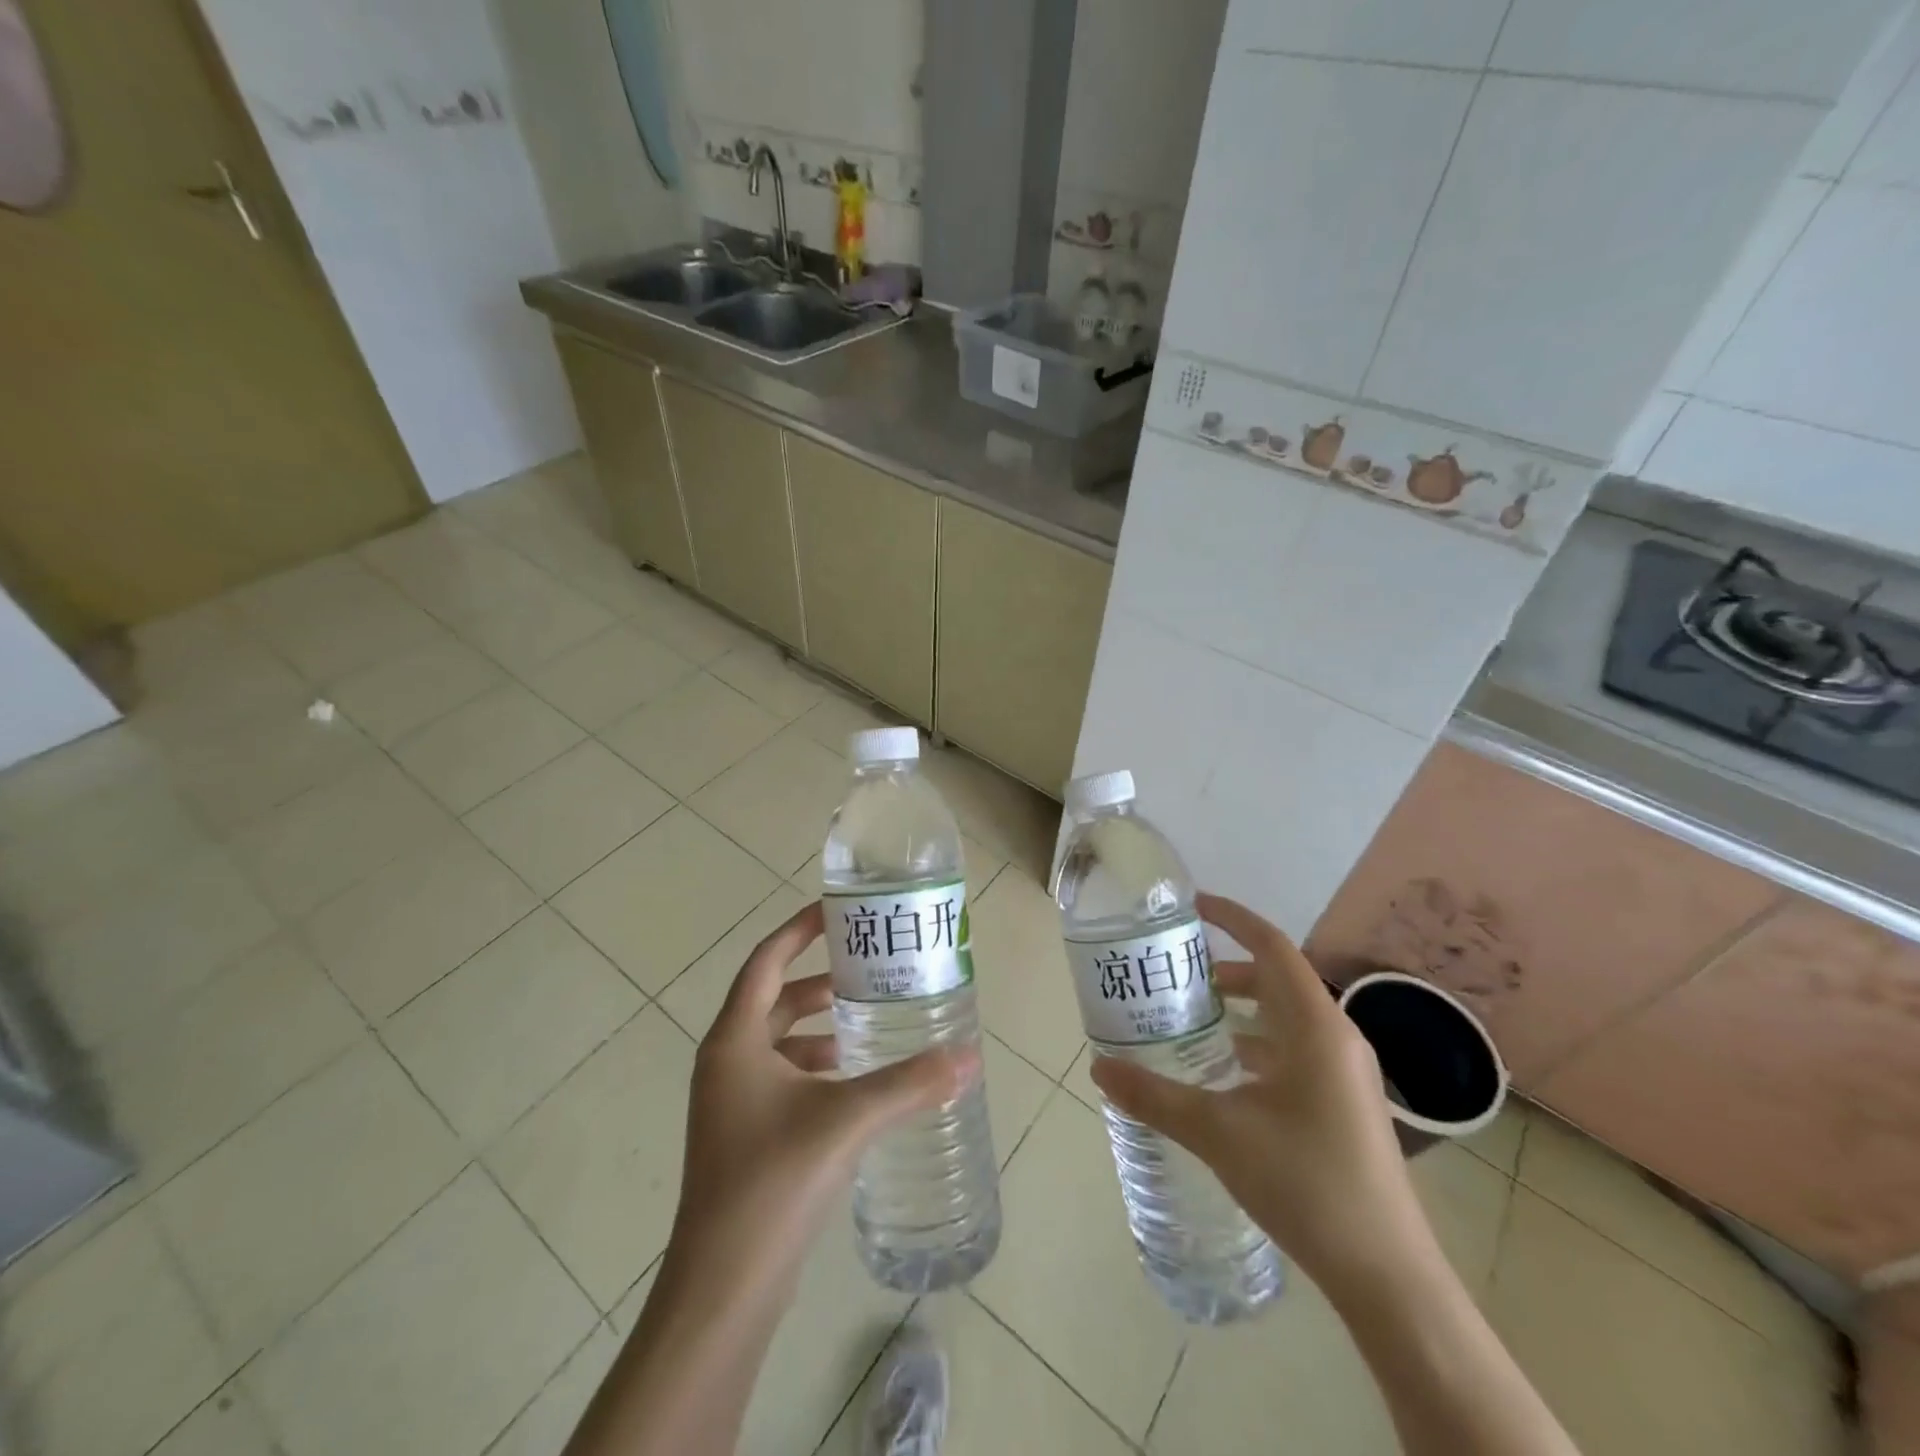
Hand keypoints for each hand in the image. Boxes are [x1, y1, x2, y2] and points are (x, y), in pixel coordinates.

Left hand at [669, 900, 979, 1299]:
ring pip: (778, 1043)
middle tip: (869, 972)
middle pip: (774, 1000)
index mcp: (734, 1040)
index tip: (838, 912)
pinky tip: (854, 1086)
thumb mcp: (846, 1120)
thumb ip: (909, 1084)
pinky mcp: (743, 1136)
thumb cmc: (773, 1181)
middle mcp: (726, 1062)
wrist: (723, 1287)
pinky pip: (781, 1078)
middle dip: (819, 983)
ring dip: (819, 1029)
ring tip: (869, 1026)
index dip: (799, 931)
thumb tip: (969, 1057)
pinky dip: (814, 1068)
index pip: (766, 961)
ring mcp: (731, 1102)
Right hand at [1089, 892, 1433, 1292]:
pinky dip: (1259, 1042)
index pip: (1272, 946)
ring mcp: (1347, 1072)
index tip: (1191, 905)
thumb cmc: (1305, 1183)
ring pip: (1288, 1016)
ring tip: (1194, 1015)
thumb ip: (1155, 1097)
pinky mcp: (1346, 1102)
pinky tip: (1227, 1071)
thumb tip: (1098, 1070)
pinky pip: (1297, 1049)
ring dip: (1244, 1007)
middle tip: (1178, 970)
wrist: (1387, 1275)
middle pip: (1278, 978)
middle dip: (1228, 966)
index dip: (1232, 917)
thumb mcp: (1218, 1133)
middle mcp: (1337, 1037)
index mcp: (1315, 1026)